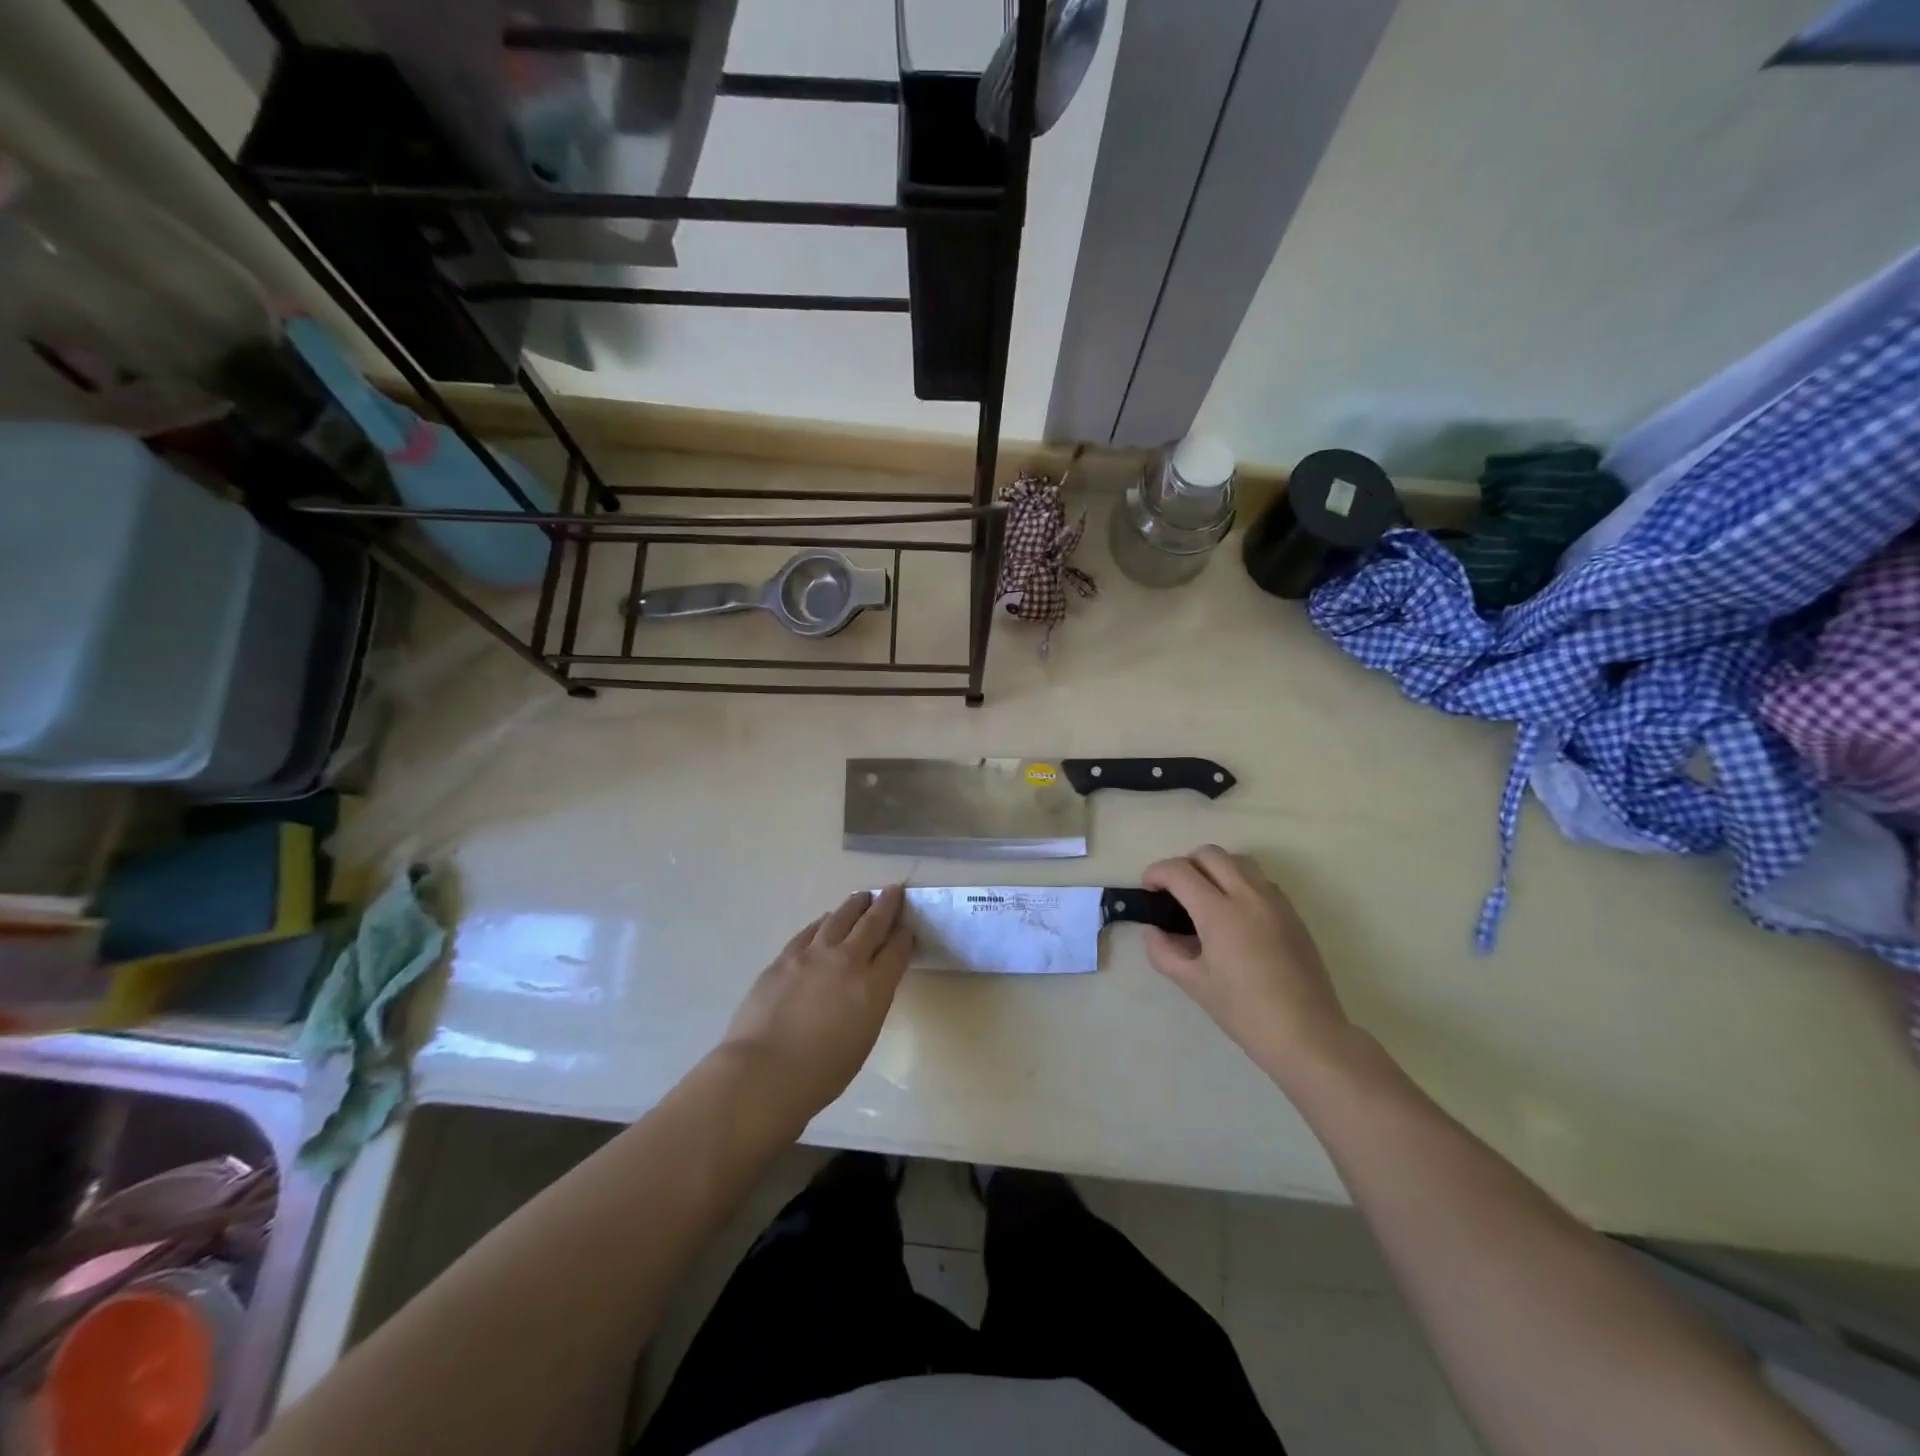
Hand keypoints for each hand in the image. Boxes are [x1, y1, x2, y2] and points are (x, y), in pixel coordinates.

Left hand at [720, 887, 913, 1117]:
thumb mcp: (863, 1039)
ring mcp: (813, 954)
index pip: (897, 950)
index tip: (908, 927)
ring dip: (855, 905)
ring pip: (840, 917)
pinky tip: (825, 920)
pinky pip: (810, 930)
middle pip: (872, 923)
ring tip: (862, 898)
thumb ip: (870, 1003)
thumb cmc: (820, 1073)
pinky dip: (824, 922)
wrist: (763, 1072)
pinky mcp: (785, 957)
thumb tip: (868, 984)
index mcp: (873, 987)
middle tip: (894, 890)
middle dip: (887, 905)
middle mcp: (847, 961)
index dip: (905, 936)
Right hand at [1143, 847, 1352, 1079]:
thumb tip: (1153, 931)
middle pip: (1210, 854)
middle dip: (1185, 864)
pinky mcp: (1292, 913)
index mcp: (1219, 912)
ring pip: (1238, 861)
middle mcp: (1248, 895)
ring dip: (1215, 868)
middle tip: (1174, 892)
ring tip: (1205, 898)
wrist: (1307, 1034)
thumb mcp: (1193, 984)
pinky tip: (1235, 914)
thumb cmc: (1244, 1011)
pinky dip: (1240, 882)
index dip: (1156, 872)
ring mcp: (1275, 901)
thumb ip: (1164, 952)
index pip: (1179, 871)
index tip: (1148, 889)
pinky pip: (1260, 880)